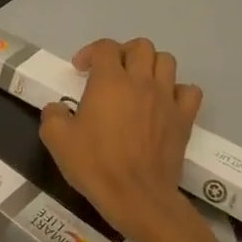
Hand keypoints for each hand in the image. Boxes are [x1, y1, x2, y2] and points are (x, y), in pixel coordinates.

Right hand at [38, 38, 202, 237]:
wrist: (136, 196)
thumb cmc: (95, 164)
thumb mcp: (56, 139)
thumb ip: (52, 115)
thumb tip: (57, 108)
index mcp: (109, 81)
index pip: (105, 47)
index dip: (90, 53)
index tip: (80, 71)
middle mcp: (141, 82)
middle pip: (140, 46)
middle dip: (123, 53)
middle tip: (111, 72)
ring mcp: (166, 99)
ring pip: (167, 61)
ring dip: (151, 66)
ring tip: (138, 83)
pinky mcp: (184, 119)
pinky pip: (189, 91)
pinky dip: (177, 91)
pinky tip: (164, 103)